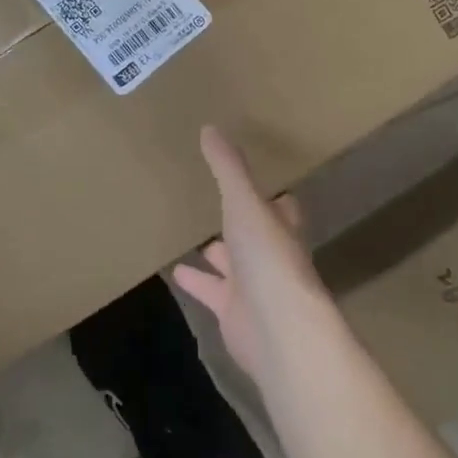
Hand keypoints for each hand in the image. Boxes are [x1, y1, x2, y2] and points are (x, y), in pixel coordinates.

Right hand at [173, 127, 329, 381]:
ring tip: (193, 235)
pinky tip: (175, 271)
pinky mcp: (233, 313)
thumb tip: (210, 127)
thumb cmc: (268, 257)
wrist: (277, 329)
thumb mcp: (245, 202)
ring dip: (217, 252)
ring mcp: (253, 286)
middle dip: (241, 221)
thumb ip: (228, 168)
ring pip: (233, 263)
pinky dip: (196, 281)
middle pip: (255, 234)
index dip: (270, 193)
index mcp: (281, 226)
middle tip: (218, 201)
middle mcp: (271, 254)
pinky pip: (211, 291)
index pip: (280, 204)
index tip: (254, 178)